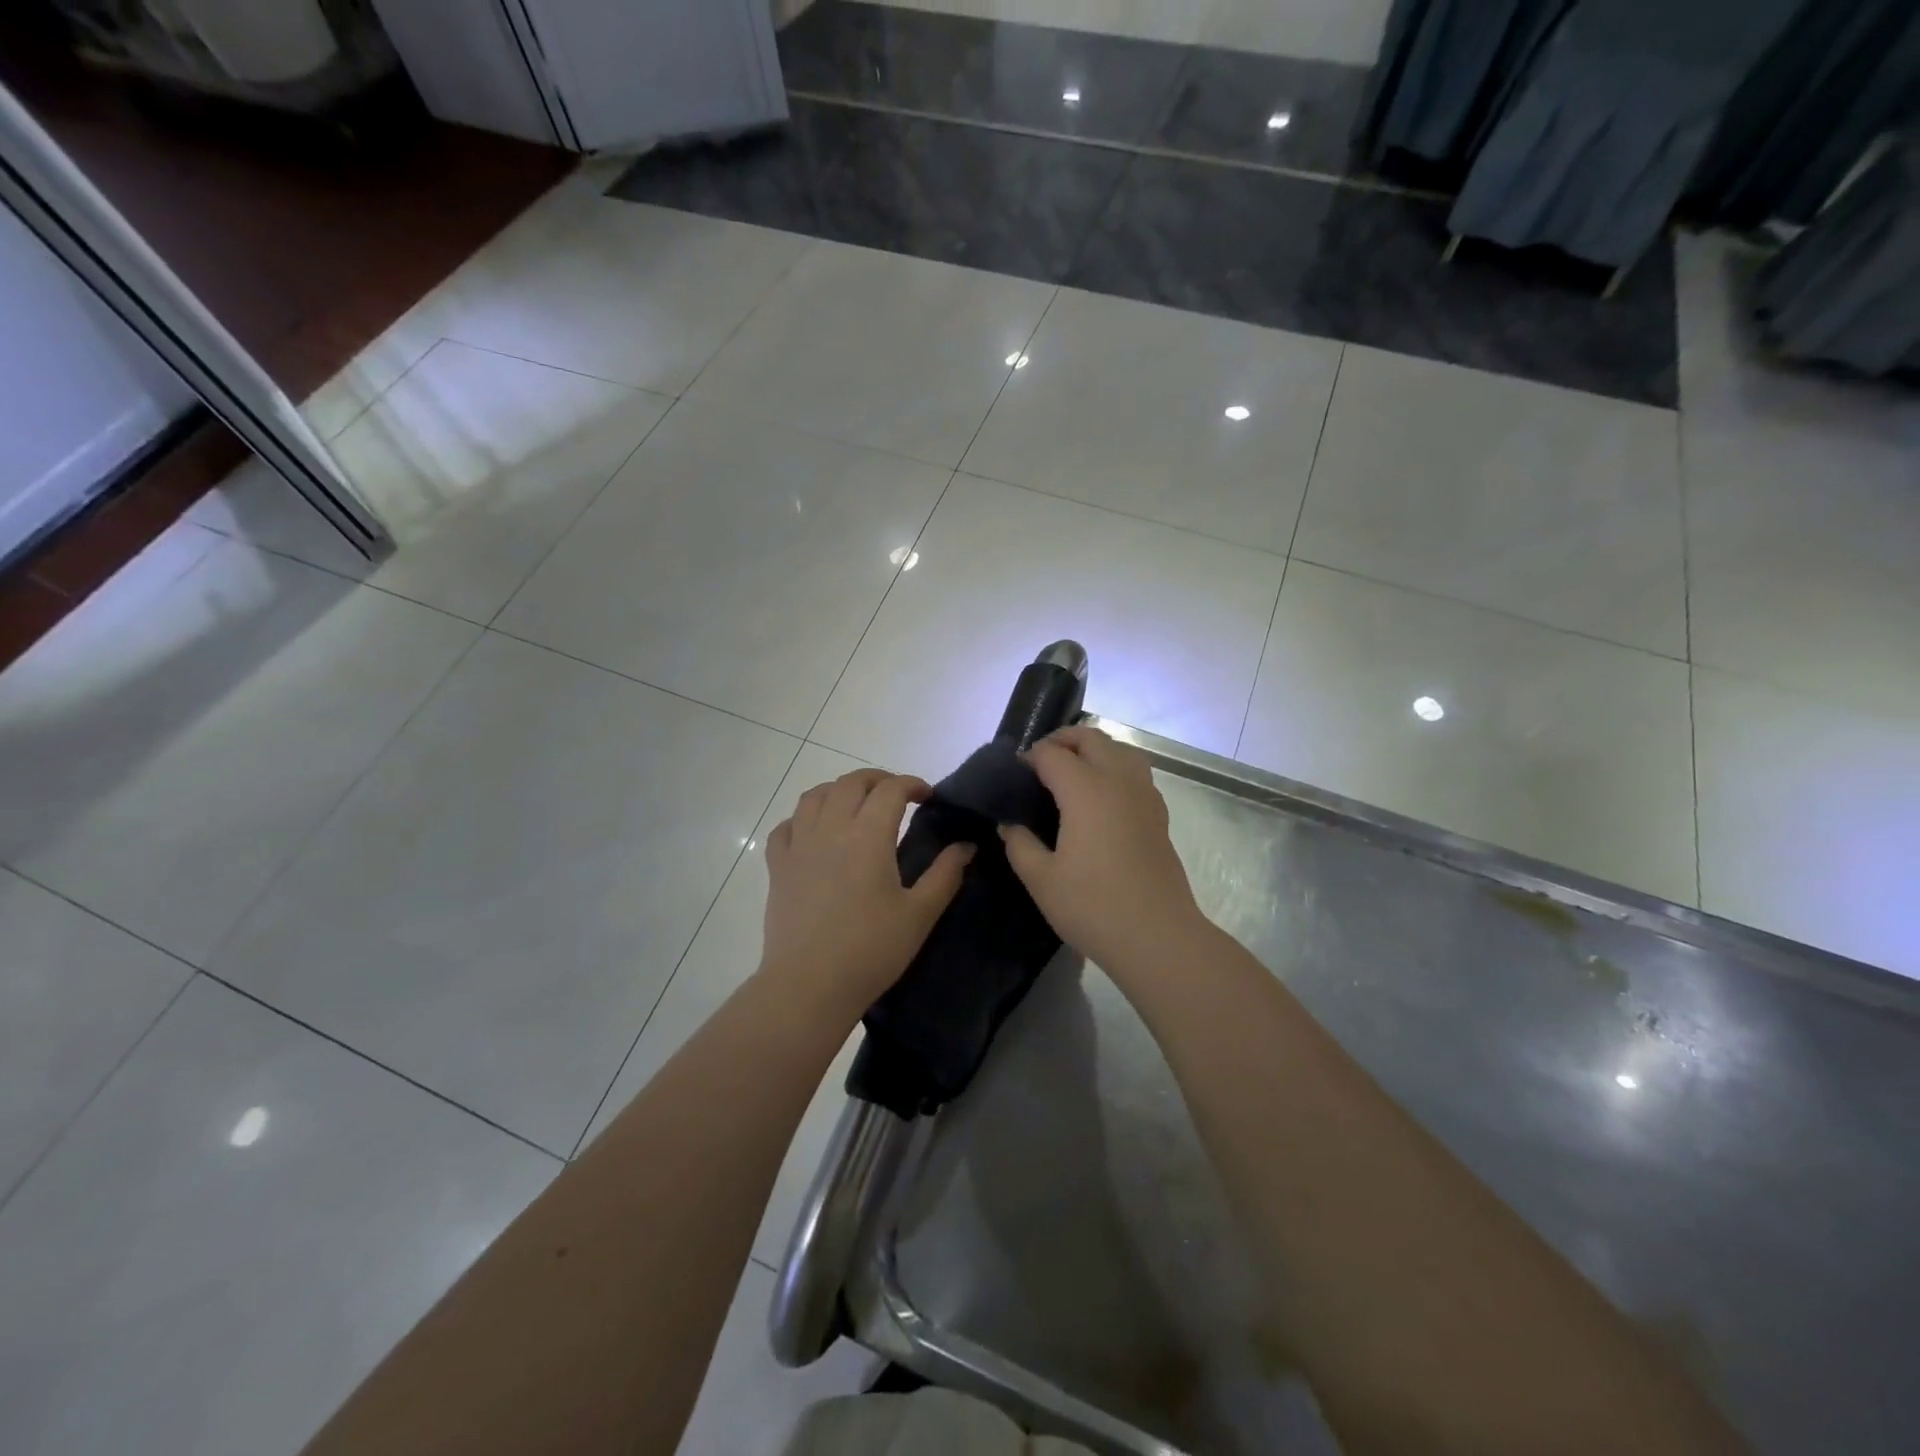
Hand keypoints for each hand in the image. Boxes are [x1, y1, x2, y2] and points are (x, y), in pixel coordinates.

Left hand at [760, 769, 973, 1017]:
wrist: (809, 985)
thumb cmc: (871, 950)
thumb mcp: (920, 914)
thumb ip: (945, 874)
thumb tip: (966, 846)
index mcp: (868, 835)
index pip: (891, 789)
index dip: (912, 784)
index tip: (928, 797)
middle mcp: (831, 828)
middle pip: (851, 782)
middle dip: (878, 780)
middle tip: (897, 796)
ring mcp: (799, 846)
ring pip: (815, 796)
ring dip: (840, 790)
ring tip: (856, 805)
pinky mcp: (778, 867)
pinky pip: (786, 826)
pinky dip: (803, 818)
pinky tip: (814, 832)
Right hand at [999, 726, 1204, 974]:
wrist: (1157, 936)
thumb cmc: (1093, 906)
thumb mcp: (1041, 879)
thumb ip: (1020, 844)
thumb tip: (1010, 824)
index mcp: (1086, 790)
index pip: (1052, 754)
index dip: (1029, 758)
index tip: (1014, 777)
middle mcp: (1118, 781)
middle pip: (1090, 738)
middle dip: (1061, 741)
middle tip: (1039, 765)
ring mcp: (1144, 795)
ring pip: (1119, 749)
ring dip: (1093, 750)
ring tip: (1072, 773)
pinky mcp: (1159, 814)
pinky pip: (1135, 772)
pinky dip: (1114, 768)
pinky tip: (1101, 799)